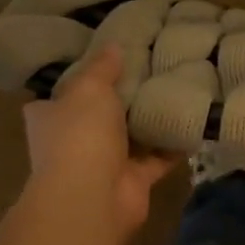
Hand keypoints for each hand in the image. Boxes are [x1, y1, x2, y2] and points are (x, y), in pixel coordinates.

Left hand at [23, 46, 176, 240]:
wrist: (92, 198)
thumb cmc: (81, 135)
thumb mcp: (89, 88)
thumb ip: (102, 67)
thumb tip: (113, 46)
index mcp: (51, 116)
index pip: (60, 93)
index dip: (80, 77)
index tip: (106, 61)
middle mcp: (72, 140)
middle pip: (98, 114)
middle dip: (122, 98)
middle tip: (151, 69)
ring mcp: (103, 163)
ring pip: (130, 136)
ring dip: (149, 121)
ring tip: (177, 89)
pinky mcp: (133, 181)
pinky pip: (158, 158)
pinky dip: (174, 145)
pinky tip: (194, 121)